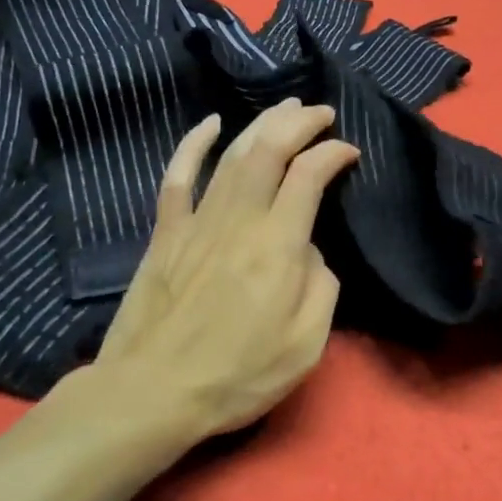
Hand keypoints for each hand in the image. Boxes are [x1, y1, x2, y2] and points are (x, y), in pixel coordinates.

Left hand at [89, 99, 359, 440]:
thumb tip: (309, 250)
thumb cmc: (237, 376)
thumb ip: (321, 287)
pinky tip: (210, 124)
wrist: (152, 393)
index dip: (333, 153)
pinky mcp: (166, 233)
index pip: (310, 176)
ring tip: (284, 107)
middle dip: (298, 122)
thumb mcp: (305, 345)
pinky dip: (193, 144)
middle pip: (269, 150)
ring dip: (261, 124)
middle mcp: (239, 220)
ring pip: (232, 155)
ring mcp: (197, 222)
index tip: (349, 151)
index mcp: (278, 246)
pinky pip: (178, 176)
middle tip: (320, 112)